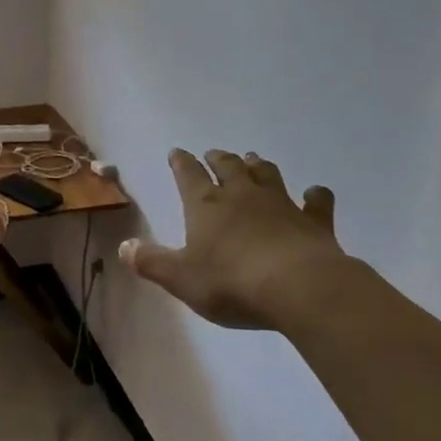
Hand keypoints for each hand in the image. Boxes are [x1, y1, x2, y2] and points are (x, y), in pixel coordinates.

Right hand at [120, 149, 348, 331]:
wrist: (299, 288)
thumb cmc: (232, 283)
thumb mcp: (181, 279)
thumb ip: (152, 262)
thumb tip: (124, 246)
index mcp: (206, 205)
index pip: (188, 175)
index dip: (181, 163)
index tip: (177, 152)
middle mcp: (242, 195)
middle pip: (228, 167)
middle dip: (218, 159)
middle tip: (214, 154)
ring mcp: (281, 204)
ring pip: (267, 175)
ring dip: (258, 166)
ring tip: (253, 160)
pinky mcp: (314, 221)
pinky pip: (316, 202)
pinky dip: (315, 196)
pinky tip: (315, 193)